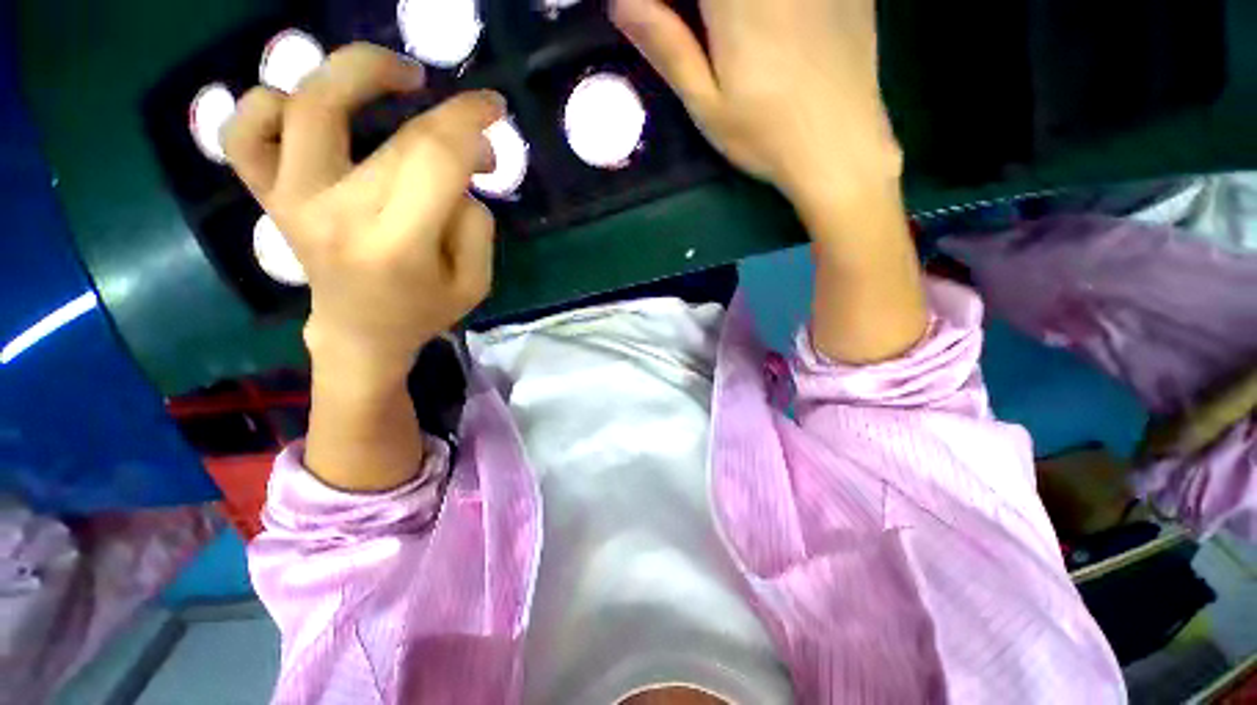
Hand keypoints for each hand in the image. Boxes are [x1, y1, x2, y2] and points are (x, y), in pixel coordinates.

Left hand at [223, 43, 504, 382]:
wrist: (360, 333)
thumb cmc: (424, 310)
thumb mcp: (475, 282)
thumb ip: (476, 224)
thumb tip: (464, 170)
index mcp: (397, 244)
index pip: (436, 159)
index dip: (469, 120)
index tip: (493, 108)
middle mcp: (336, 213)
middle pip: (396, 137)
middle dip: (451, 119)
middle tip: (474, 129)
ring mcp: (292, 199)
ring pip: (307, 106)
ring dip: (356, 71)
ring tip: (398, 75)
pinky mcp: (269, 195)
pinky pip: (243, 134)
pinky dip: (265, 103)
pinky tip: (307, 106)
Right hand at [612, 0, 901, 207]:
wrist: (842, 149)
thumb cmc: (766, 137)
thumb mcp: (707, 104)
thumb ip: (667, 45)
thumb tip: (620, 1)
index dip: (670, 3)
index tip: (661, 22)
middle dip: (699, 10)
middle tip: (694, 34)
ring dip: (727, 12)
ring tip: (725, 40)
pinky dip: (766, 9)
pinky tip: (772, 32)